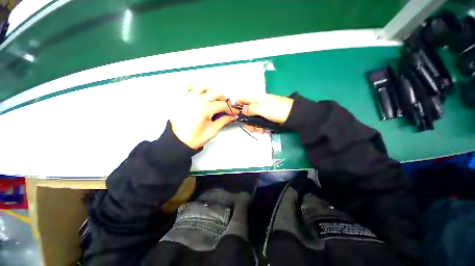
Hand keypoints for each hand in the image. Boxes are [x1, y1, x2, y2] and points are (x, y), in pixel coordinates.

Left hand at [170, 86, 238, 148]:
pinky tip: (199, 94)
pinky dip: (195, 87)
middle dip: (223, 100)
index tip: (232, 113)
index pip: (223, 105)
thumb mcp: (212, 131)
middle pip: (216, 92)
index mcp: (204, 109)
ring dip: (211, 92)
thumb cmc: (193, 138)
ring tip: (213, 101)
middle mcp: (197, 100)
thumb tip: (231, 117)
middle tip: (224, 108)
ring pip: (204, 86)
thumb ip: (223, 121)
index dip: (230, 109)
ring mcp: (188, 98)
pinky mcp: (182, 99)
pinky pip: (188, 86)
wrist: (178, 141)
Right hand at [236, 94, 293, 132]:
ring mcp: (263, 110)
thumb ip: (251, 109)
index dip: (238, 106)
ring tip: (257, 129)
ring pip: (253, 117)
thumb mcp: (263, 109)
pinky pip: (259, 120)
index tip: (236, 115)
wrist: (294, 115)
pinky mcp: (267, 116)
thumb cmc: (278, 110)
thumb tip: (242, 110)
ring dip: (253, 124)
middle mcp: (258, 103)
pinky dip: (259, 125)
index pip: (243, 99)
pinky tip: (262, 129)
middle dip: (247, 119)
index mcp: (257, 98)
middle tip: (249, 126)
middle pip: (247, 110)